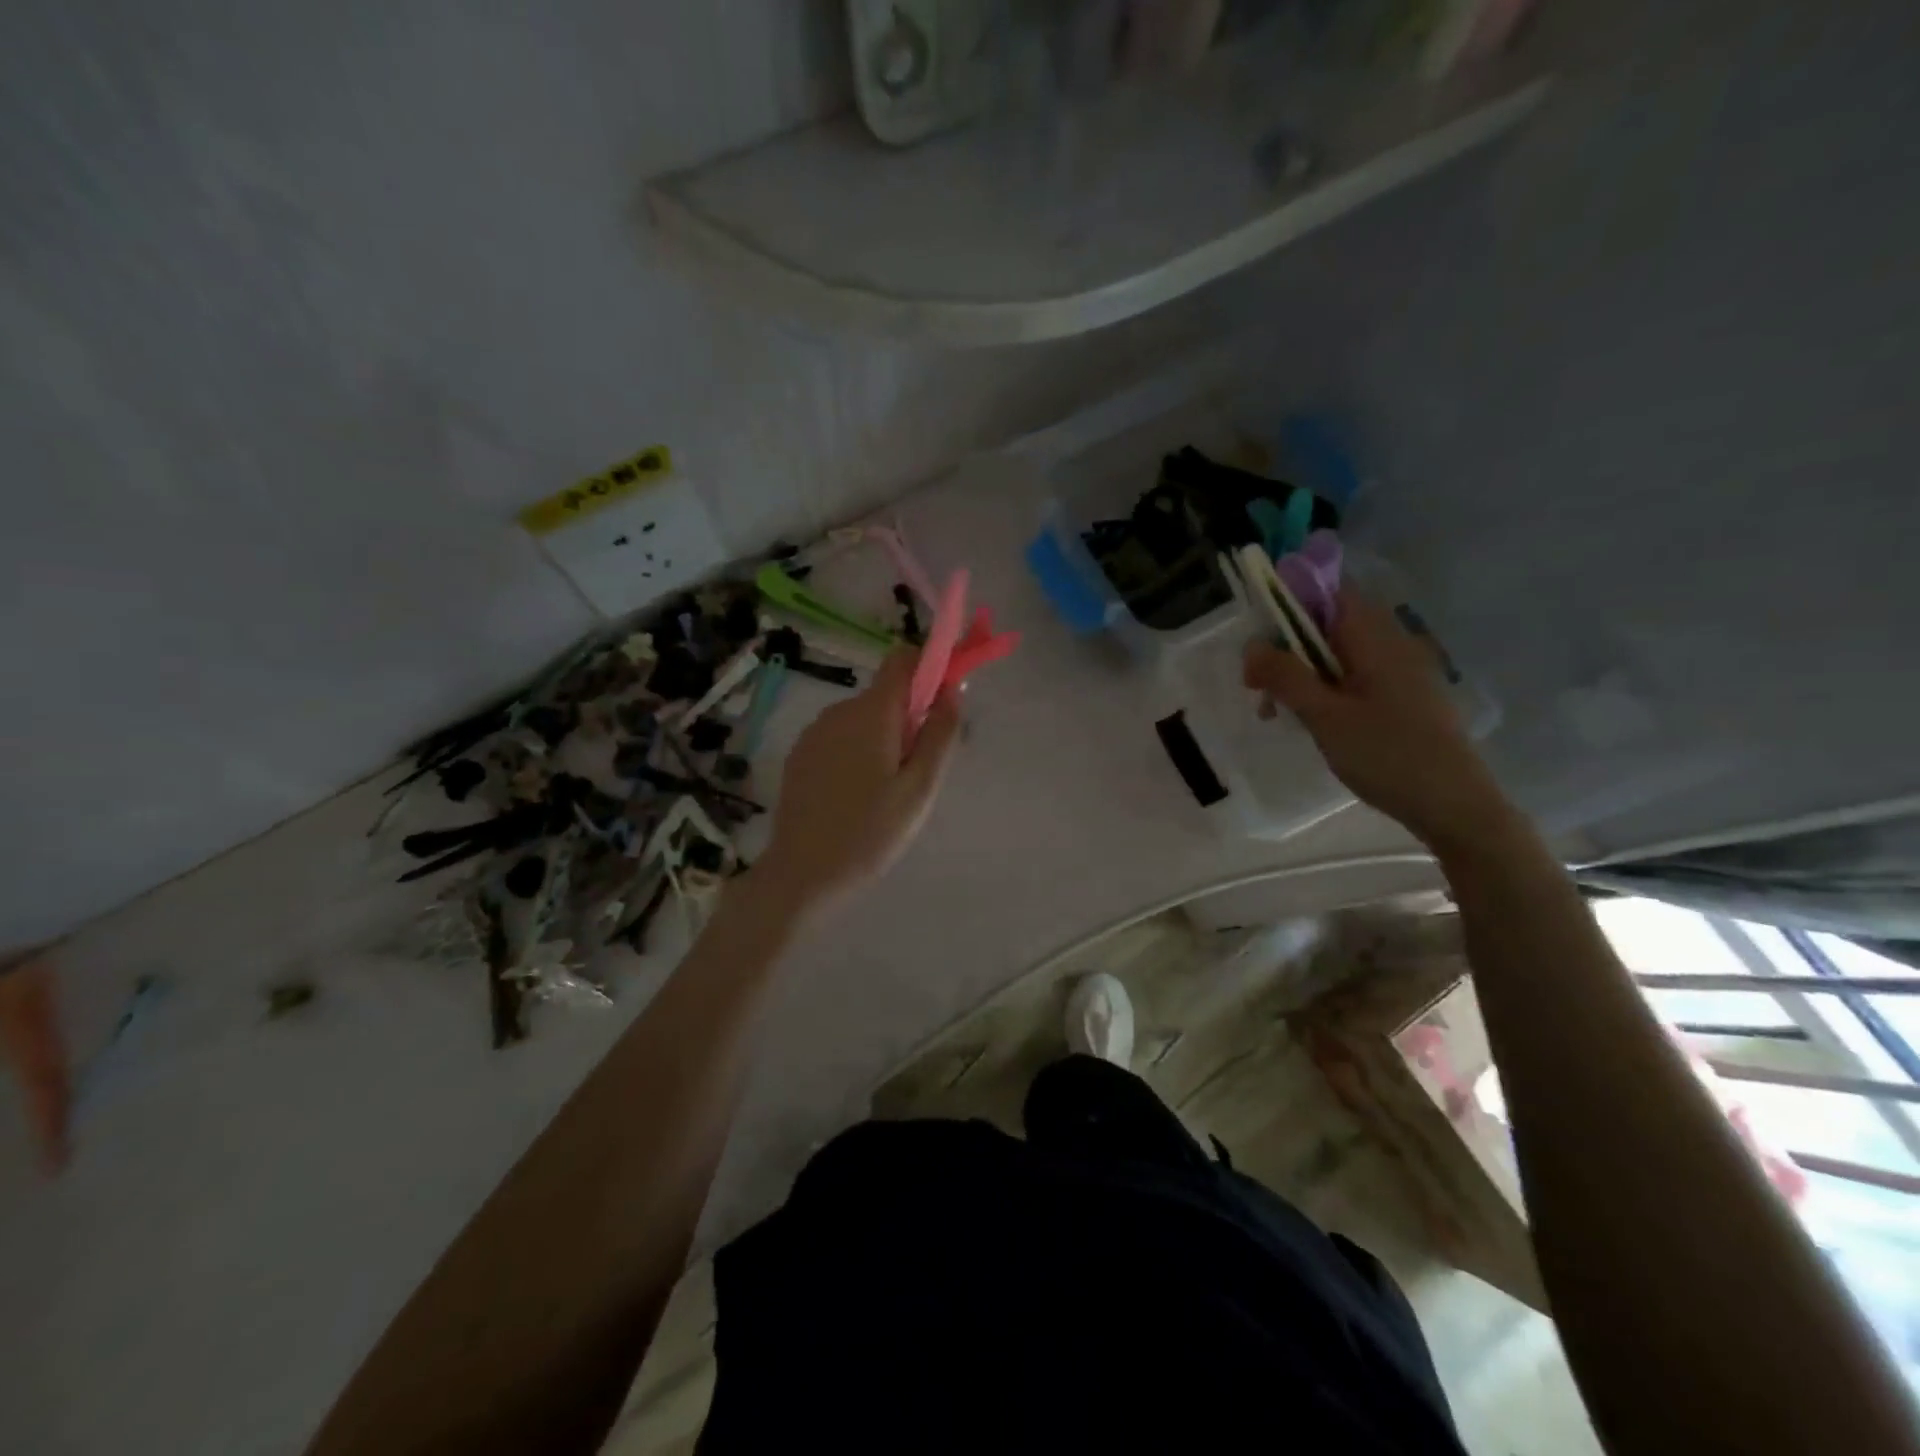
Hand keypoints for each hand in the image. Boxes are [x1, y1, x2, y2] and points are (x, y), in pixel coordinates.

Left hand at [754, 650, 961, 921]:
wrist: (802, 875)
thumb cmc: (870, 833)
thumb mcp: (920, 788)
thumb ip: (940, 733)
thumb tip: (952, 689)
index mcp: (871, 713)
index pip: (903, 660)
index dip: (930, 667)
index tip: (947, 699)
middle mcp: (839, 711)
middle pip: (886, 694)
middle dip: (911, 717)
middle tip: (921, 769)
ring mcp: (814, 733)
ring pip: (864, 718)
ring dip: (885, 738)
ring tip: (889, 793)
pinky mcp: (800, 755)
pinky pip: (842, 738)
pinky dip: (859, 752)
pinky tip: (858, 797)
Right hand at [1243, 590, 1510, 848]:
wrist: (1454, 804)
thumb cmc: (1387, 754)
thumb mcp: (1324, 716)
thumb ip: (1285, 676)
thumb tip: (1251, 645)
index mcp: (1373, 637)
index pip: (1327, 591)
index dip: (1288, 602)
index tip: (1258, 637)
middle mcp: (1389, 642)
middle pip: (1326, 623)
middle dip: (1286, 648)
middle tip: (1257, 689)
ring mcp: (1398, 669)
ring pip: (1336, 654)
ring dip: (1301, 674)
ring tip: (1277, 713)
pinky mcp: (1401, 695)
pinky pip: (1353, 676)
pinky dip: (1324, 690)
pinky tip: (1311, 722)